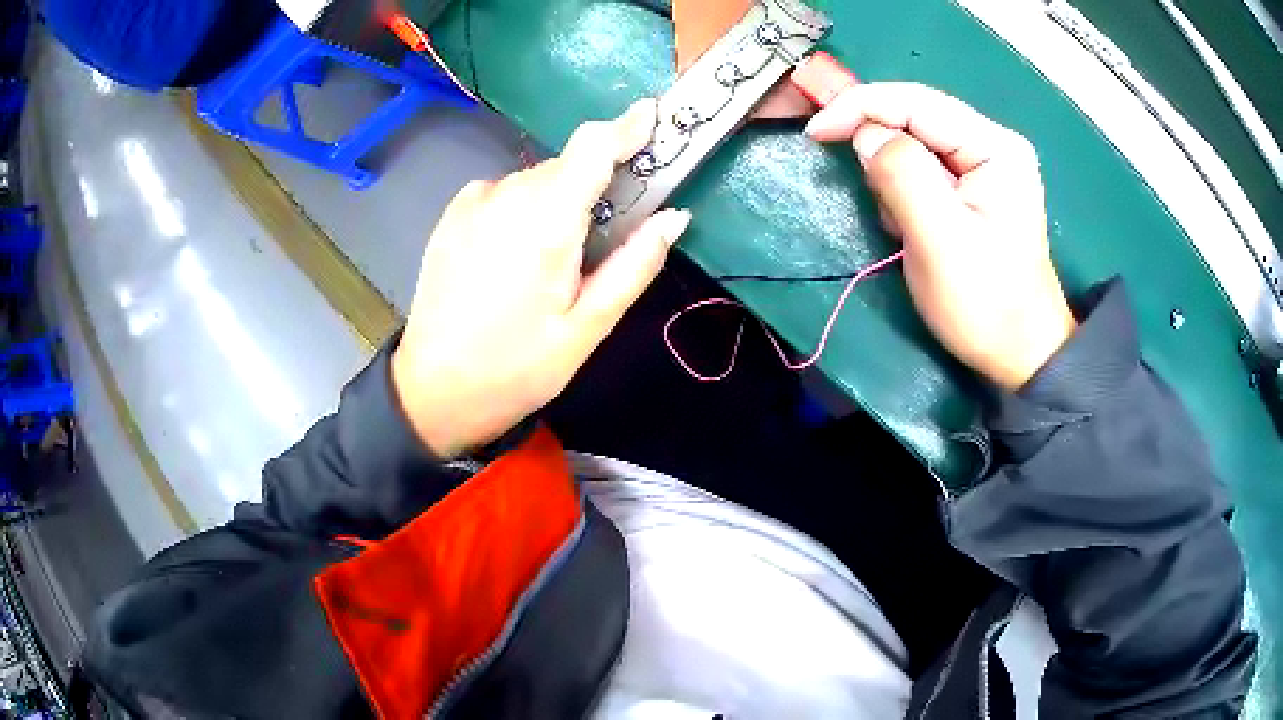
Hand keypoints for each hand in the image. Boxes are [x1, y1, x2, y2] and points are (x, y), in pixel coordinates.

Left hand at [392, 100, 690, 457]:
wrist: (432, 390)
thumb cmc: (516, 369)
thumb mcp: (586, 330)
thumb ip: (634, 266)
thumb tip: (674, 217)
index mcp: (545, 223)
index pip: (591, 148)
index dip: (626, 126)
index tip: (654, 116)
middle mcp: (506, 196)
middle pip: (567, 166)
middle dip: (595, 186)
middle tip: (607, 235)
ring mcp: (473, 202)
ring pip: (536, 180)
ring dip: (558, 201)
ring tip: (552, 263)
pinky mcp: (453, 214)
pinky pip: (505, 193)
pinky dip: (524, 209)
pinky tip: (514, 256)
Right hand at [805, 83, 1074, 390]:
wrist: (1019, 355)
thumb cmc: (986, 304)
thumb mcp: (940, 239)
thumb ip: (902, 175)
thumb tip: (867, 136)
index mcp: (994, 146)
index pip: (915, 100)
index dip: (859, 107)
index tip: (815, 133)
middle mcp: (991, 143)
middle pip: (915, 117)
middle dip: (879, 148)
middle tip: (869, 194)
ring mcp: (983, 166)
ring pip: (914, 143)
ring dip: (892, 176)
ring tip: (902, 225)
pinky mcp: (973, 188)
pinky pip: (922, 170)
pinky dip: (904, 193)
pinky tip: (913, 227)